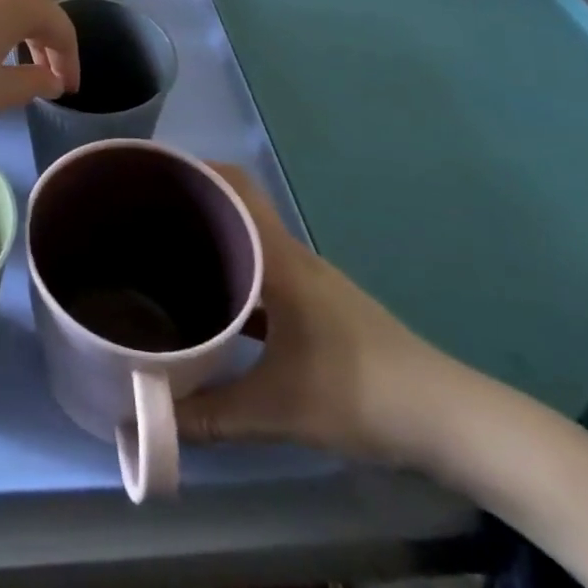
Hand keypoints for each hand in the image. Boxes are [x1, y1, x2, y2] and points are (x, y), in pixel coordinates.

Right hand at [177, 165, 462, 466]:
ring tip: (162, 255)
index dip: (194, 168)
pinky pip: (262, 272)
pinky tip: (213, 305)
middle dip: (191, 204)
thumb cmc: (360, 393)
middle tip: (139, 217)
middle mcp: (290, 255)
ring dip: (213, 241)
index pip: (234, 184)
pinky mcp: (315, 306)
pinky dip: (234, 276)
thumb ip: (211, 414)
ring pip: (249, 242)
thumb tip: (147, 420)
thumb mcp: (278, 409)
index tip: (149, 172)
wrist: (448, 419)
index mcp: (279, 256)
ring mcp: (306, 279)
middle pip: (236, 207)